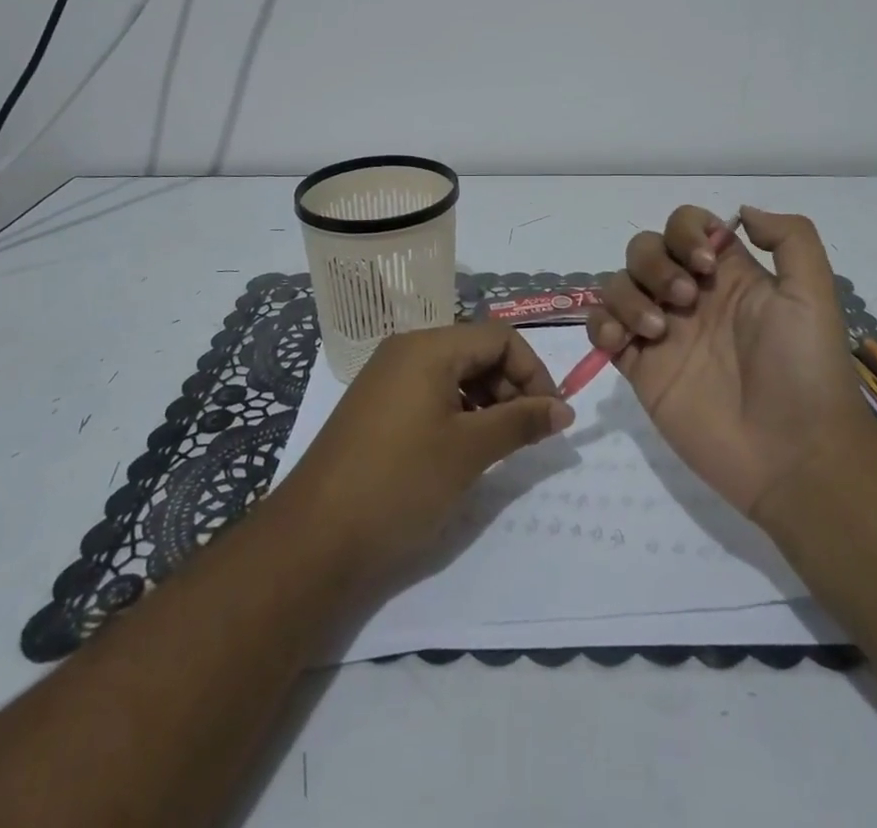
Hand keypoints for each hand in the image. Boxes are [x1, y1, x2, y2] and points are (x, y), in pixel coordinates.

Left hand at [272, 322, 573, 587]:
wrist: (312, 540)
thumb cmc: (399, 483)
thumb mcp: (469, 451)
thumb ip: (521, 423)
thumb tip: (564, 409)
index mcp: (428, 347)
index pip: (499, 337)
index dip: (534, 371)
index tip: (552, 416)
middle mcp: (406, 349)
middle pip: (477, 351)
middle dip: (512, 387)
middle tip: (527, 435)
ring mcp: (387, 377)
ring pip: (455, 373)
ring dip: (487, 402)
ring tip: (498, 446)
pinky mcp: (376, 406)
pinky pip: (430, 392)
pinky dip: (458, 413)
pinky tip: (463, 450)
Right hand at [586, 205, 866, 516]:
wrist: (794, 456)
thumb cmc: (805, 370)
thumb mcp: (814, 294)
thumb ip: (790, 239)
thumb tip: (740, 211)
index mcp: (729, 274)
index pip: (687, 225)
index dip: (685, 231)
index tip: (704, 264)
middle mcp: (690, 296)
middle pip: (645, 249)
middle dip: (655, 263)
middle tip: (685, 300)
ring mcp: (662, 332)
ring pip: (618, 284)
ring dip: (628, 295)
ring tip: (657, 330)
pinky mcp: (640, 368)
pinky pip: (602, 329)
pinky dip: (600, 324)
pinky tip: (621, 341)